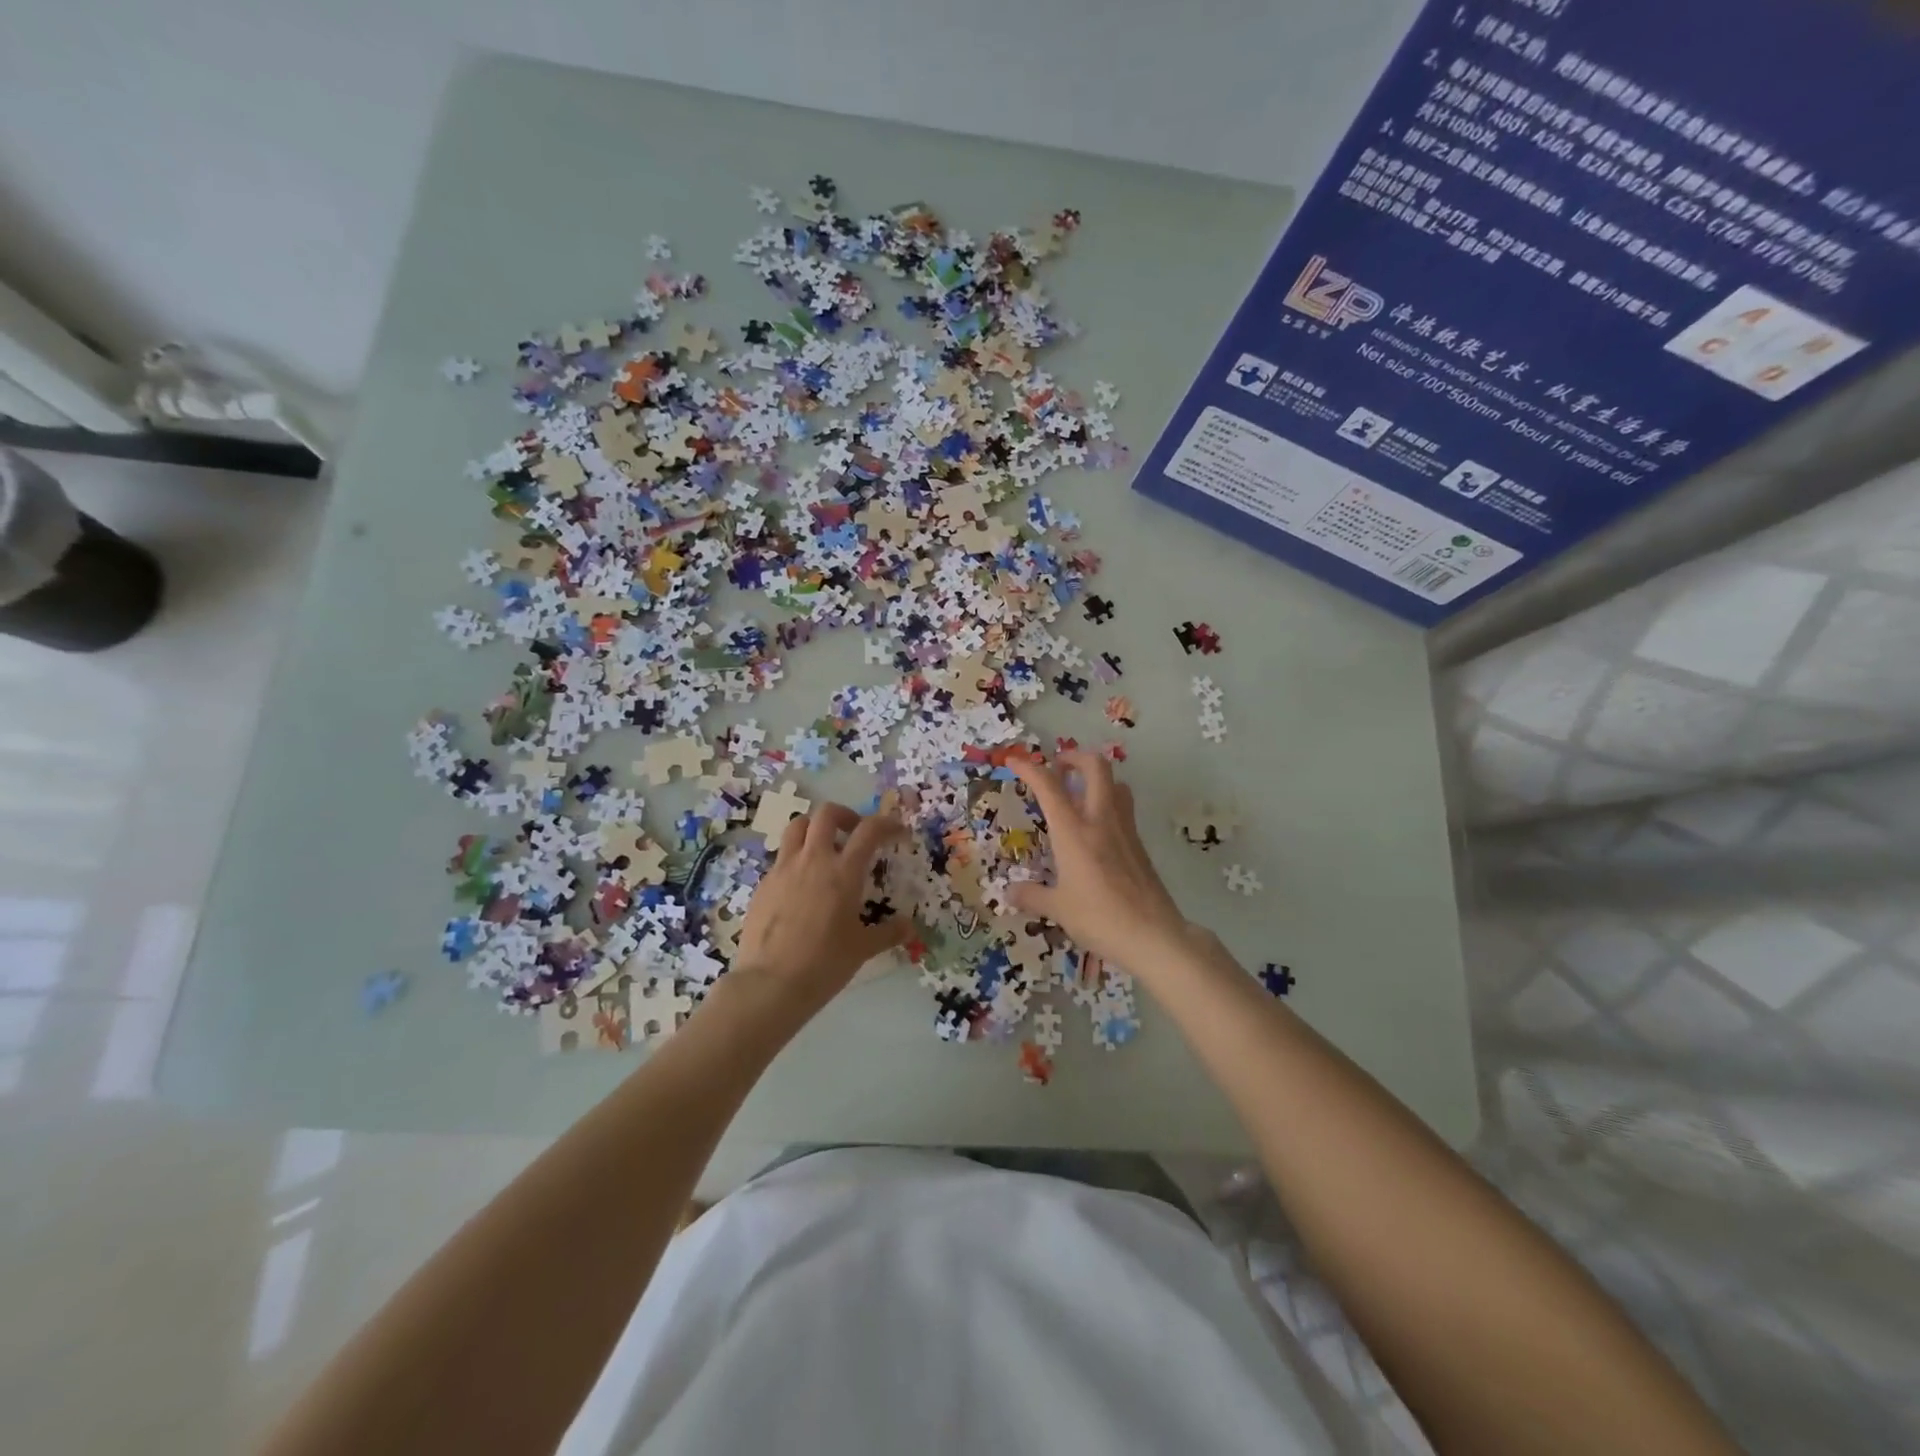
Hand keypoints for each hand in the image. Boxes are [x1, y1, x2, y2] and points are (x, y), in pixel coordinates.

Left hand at [733, 803, 908, 1016]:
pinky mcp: (763, 884)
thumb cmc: (825, 964)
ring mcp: (783, 869)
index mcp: (843, 872)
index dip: (886, 823)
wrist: (770, 983)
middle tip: (854, 833)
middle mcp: (813, 860)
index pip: (869, 830)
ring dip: (814, 828)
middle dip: (845, 815)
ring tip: (824, 848)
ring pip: (796, 826)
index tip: (896, 832)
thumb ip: (888, 932)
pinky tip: (801, 884)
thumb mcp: (863, 949)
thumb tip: (909, 926)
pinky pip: (781, 857)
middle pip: (826, 814)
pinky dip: (796, 858)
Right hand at [1008, 751, 1190, 967]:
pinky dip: (1107, 804)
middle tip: (1057, 769)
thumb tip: (1010, 892)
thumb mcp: (1058, 909)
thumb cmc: (1100, 918)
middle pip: (1095, 767)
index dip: (1029, 767)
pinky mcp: (1139, 845)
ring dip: (1096, 779)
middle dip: (1074, 757)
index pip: (1049, 786)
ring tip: (1077, 795)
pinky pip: (1123, 809)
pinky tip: (1095, 830)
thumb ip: (1032, 896)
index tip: (1014, 761)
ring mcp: (1125, 830)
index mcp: (1074, 831)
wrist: (1154, 935)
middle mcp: (1101, 820)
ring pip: (1115, 784)